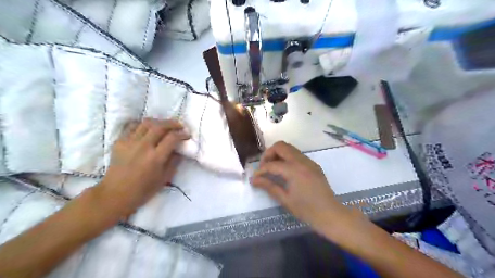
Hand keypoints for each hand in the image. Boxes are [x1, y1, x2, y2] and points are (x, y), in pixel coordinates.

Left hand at [94, 118, 188, 215]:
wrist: (115, 194)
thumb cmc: (143, 189)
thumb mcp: (165, 178)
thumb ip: (174, 161)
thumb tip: (179, 149)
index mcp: (155, 158)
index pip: (172, 138)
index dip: (181, 134)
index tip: (186, 134)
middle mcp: (143, 147)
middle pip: (159, 126)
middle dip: (172, 123)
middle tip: (179, 126)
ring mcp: (129, 142)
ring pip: (146, 123)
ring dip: (158, 122)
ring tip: (164, 125)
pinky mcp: (119, 142)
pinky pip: (133, 126)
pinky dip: (143, 124)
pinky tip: (148, 129)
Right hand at [251, 141, 345, 231]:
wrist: (330, 214)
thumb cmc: (306, 210)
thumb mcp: (285, 199)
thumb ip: (269, 186)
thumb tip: (254, 179)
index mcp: (294, 170)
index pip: (272, 164)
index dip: (261, 170)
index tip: (255, 178)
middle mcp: (301, 161)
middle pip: (280, 146)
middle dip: (269, 154)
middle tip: (264, 167)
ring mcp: (309, 161)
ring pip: (289, 148)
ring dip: (278, 154)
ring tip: (273, 168)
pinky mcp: (313, 164)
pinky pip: (297, 154)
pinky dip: (287, 158)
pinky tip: (285, 171)